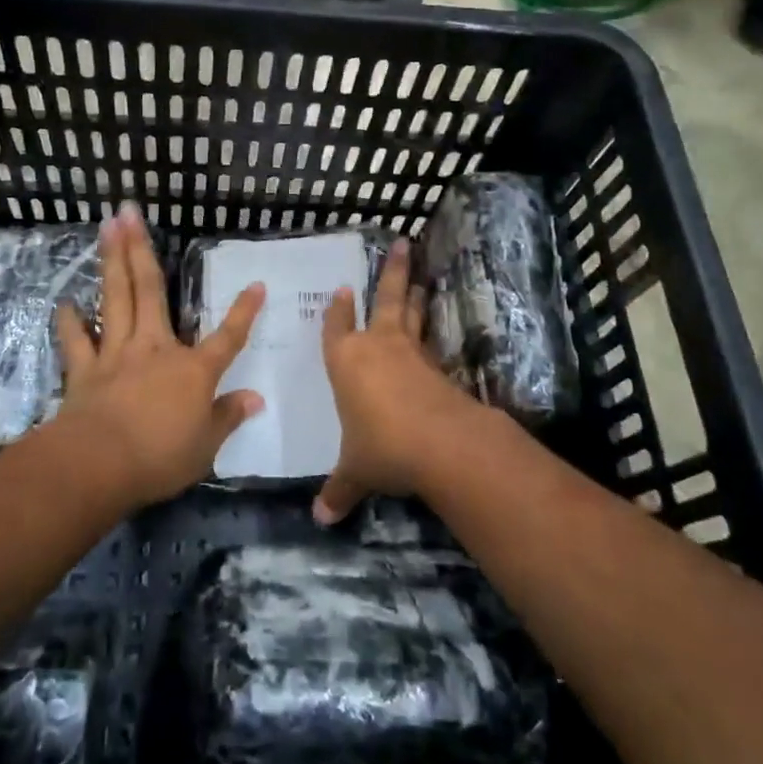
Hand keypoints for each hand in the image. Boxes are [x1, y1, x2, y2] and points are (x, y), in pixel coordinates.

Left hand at [54, 203, 264, 507]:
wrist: (99, 463)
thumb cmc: (160, 456)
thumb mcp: (205, 446)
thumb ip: (228, 417)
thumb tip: (256, 400)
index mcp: (193, 369)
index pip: (228, 337)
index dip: (245, 312)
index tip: (256, 284)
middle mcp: (155, 349)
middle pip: (151, 291)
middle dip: (143, 249)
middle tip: (130, 212)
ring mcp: (116, 354)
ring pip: (115, 298)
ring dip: (111, 261)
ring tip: (107, 228)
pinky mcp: (85, 369)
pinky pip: (76, 338)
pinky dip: (70, 320)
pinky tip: (65, 302)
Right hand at [315, 238, 487, 524]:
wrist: (441, 444)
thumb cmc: (382, 447)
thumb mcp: (356, 471)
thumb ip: (339, 490)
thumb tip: (321, 520)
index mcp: (347, 361)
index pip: (337, 327)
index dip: (338, 310)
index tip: (342, 289)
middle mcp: (378, 347)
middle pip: (385, 300)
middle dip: (392, 272)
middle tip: (402, 243)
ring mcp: (412, 353)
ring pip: (412, 313)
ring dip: (415, 292)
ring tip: (419, 273)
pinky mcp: (438, 367)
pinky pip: (430, 342)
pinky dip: (430, 332)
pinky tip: (432, 335)